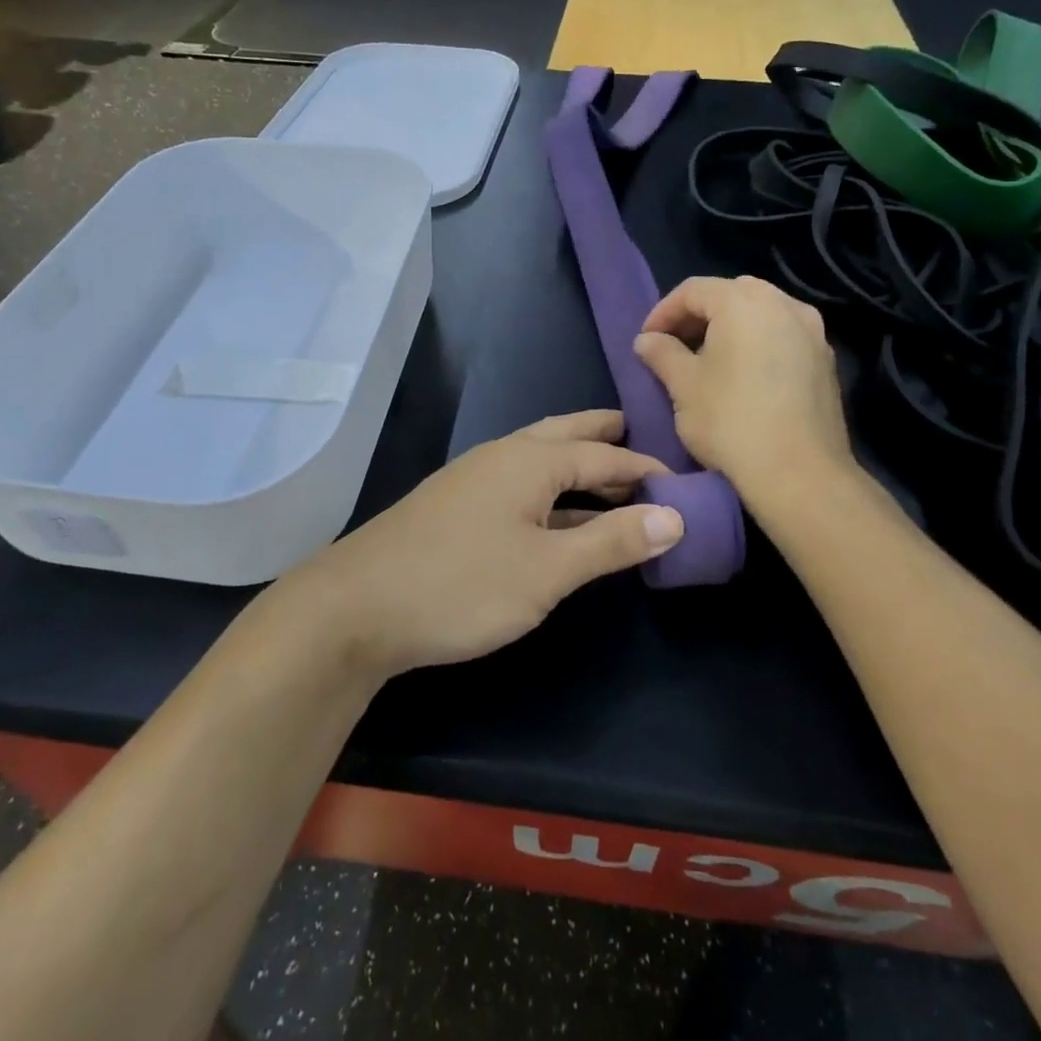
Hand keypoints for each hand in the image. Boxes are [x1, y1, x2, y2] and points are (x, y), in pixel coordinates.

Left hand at [286, 411, 683, 678]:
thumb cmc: (462, 584)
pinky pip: (518, 482)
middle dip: (604, 438)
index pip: (606, 456)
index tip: (682, 484)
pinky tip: (553, 515)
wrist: (358, 605)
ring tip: (607, 478)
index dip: (646, 471)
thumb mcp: (548, 570)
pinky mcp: (454, 504)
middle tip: (640, 441)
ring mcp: (473, 478)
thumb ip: (611, 542)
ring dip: (576, 464)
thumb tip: (675, 515)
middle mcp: (503, 455)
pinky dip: (549, 490)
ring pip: (538, 458)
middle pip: (566, 435)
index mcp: (531, 460)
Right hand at [634, 275, 853, 497]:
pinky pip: (783, 336)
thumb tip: (646, 340)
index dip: (663, 312)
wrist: (798, 472)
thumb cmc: (730, 421)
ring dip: (730, 327)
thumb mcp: (683, 386)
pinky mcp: (826, 360)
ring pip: (761, 313)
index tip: (646, 340)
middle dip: (698, 315)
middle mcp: (784, 304)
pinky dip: (758, 343)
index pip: (693, 290)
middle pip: (731, 294)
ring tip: (708, 359)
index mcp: (744, 302)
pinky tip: (744, 374)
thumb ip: (662, 354)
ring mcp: (812, 331)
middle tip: (675, 345)